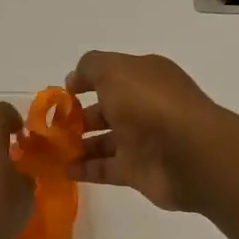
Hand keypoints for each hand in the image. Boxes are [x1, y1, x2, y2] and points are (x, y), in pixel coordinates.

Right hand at [65, 51, 238, 210]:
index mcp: (145, 77)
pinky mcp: (138, 171)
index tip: (62, 93)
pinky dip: (84, 169)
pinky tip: (62, 169)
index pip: (112, 75)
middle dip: (78, 116)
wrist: (188, 153)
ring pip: (104, 141)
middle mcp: (145, 106)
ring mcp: (142, 140)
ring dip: (78, 144)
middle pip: (107, 109)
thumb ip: (90, 67)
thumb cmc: (149, 103)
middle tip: (51, 126)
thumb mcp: (114, 70)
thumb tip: (74, 79)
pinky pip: (105, 169)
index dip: (86, 81)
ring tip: (51, 149)